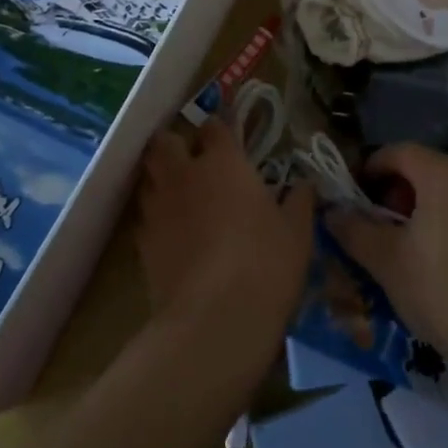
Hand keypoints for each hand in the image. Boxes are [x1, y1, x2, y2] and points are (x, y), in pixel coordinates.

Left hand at [136, 117, 315, 350]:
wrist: (215, 320)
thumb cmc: (265, 263)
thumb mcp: (297, 231)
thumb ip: (299, 200)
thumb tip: (305, 185)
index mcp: (222, 162)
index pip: (212, 126)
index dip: (218, 131)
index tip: (228, 142)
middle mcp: (183, 175)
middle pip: (164, 142)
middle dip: (174, 145)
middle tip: (192, 162)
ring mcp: (157, 208)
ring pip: (148, 178)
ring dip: (161, 180)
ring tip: (181, 197)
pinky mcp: (142, 244)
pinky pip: (145, 217)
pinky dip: (156, 219)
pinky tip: (174, 236)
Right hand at [327, 144, 447, 378]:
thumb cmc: (442, 291)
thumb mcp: (386, 261)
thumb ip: (354, 230)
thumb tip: (331, 212)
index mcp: (443, 177)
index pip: (399, 151)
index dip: (370, 166)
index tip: (352, 193)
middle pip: (425, 168)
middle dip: (393, 188)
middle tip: (373, 219)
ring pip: (447, 191)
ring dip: (418, 206)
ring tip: (400, 242)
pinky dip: (443, 221)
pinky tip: (433, 260)